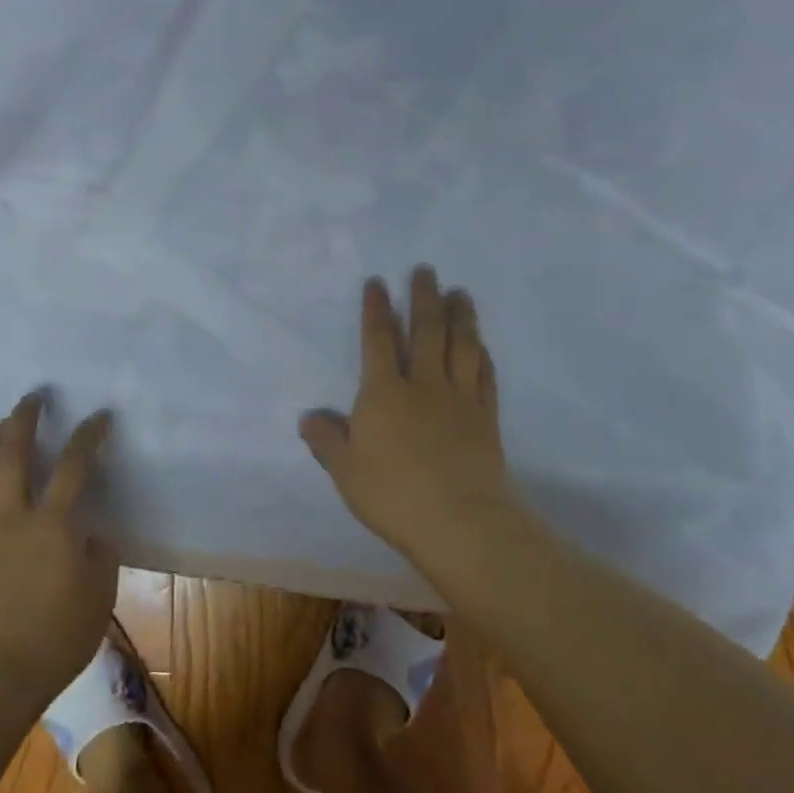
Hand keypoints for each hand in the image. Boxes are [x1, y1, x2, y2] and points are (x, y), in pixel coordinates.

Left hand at [0, 394, 118, 706]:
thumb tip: (92, 534)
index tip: (99, 415)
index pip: (75, 464)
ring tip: (2, 425)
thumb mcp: (98, 601)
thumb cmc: (49, 644)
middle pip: (15, 452)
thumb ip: (100, 558)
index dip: (88, 435)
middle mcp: (11, 515)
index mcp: (54, 524)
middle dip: (25, 418)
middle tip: (32, 397)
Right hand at [299, 266, 515, 577]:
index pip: (379, 341)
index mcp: (385, 393)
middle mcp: (424, 385)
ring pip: (461, 347)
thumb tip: (308, 417)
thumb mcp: (346, 471)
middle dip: (424, 298)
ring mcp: (459, 400)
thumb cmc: (394, 495)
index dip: (377, 309)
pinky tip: (482, 345)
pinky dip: (482, 356)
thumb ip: (327, 441)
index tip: (378, 282)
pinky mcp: (486, 419)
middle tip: (425, 270)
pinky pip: (485, 377)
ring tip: (459, 293)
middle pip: (426, 332)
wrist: (460, 522)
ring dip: (460, 316)